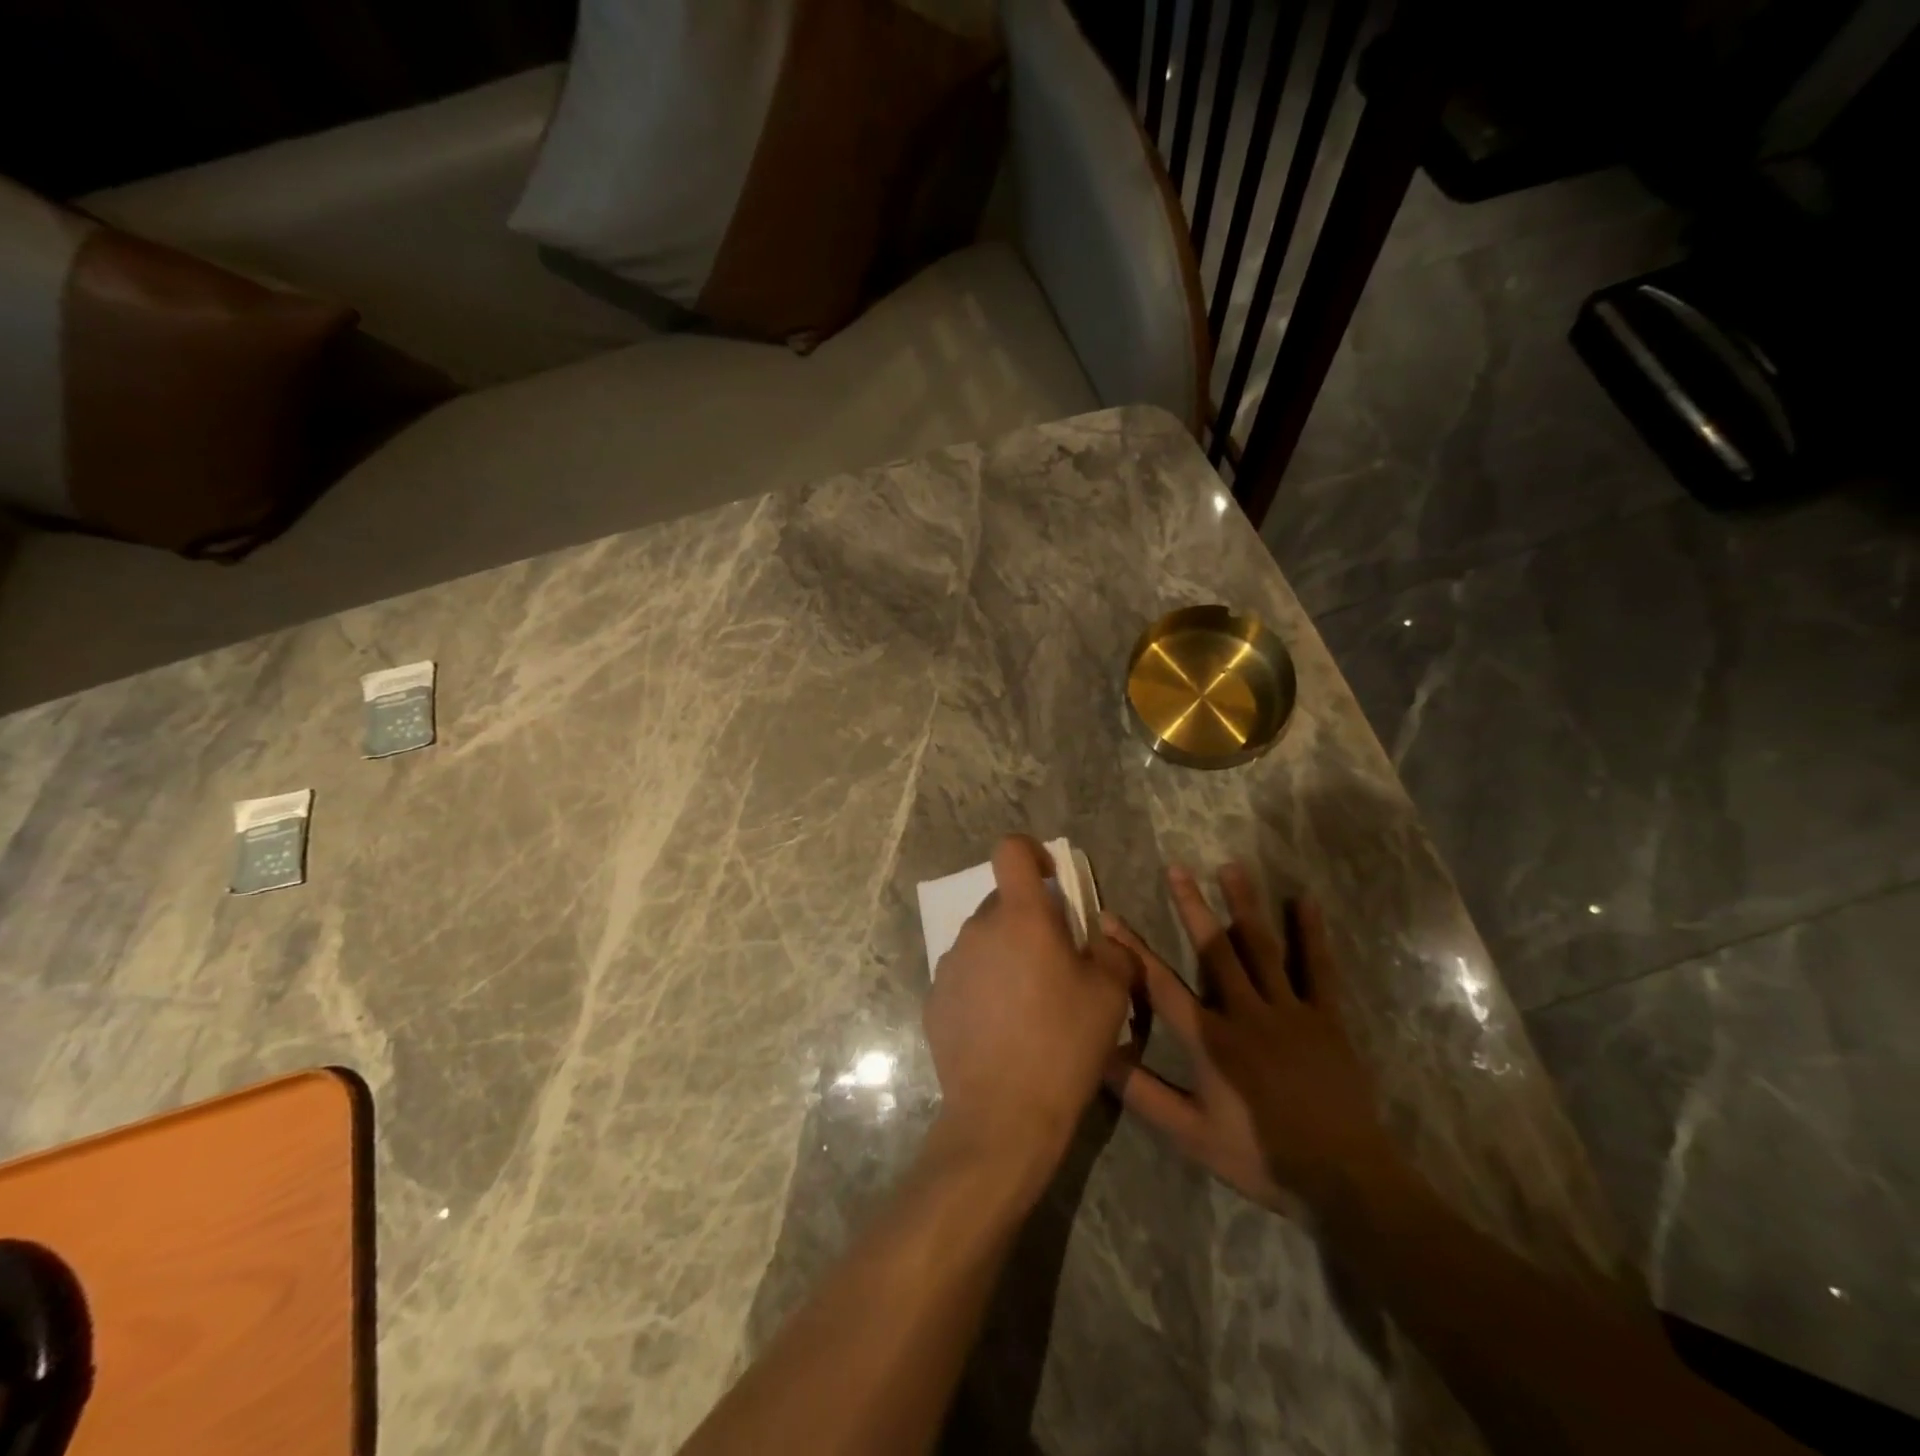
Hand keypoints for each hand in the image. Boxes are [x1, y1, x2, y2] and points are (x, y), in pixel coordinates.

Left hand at [924, 836, 1136, 1195]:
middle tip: (1055, 964)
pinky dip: (984, 987)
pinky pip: (965, 977)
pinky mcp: (934, 1000)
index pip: (1011, 850)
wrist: (1003, 1115)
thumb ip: (1112, 951)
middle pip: (1003, 903)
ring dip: (1006, 955)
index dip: (1032, 852)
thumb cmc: (1063, 1044)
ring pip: (984, 942)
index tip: (1051, 880)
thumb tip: (1100, 939)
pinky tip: (1001, 1030)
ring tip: (1029, 1005)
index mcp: (1021, 917)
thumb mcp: (1111, 994)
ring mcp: (950, 965)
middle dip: (1029, 920)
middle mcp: (978, 930)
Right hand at [1105, 864, 1392, 1214]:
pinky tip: (1305, 901)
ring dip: (1244, 905)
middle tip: (1177, 868)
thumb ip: (1143, 1093)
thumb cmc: (1261, 1156)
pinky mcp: (1326, 1018)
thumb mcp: (1191, 1134)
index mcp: (1210, 1040)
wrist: (1343, 1180)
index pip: (1160, 984)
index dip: (1132, 948)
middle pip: (1213, 950)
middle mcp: (1246, 1013)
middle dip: (1191, 906)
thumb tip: (1099, 1056)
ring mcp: (1289, 1012)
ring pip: (1261, 948)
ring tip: (1231, 866)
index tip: (1109, 917)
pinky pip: (1318, 968)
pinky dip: (1311, 934)